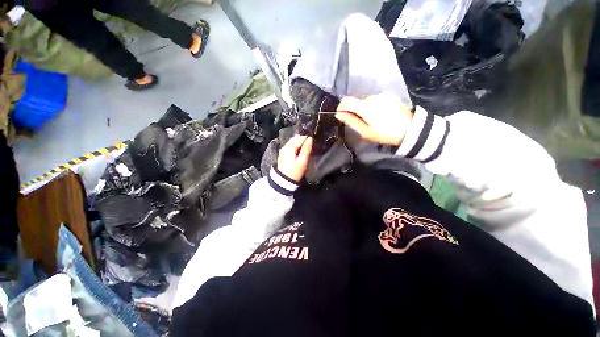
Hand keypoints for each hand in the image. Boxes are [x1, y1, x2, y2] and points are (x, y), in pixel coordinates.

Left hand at [277, 135, 313, 181]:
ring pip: (292, 143)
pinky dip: (295, 147)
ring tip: (306, 147)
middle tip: (310, 143)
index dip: (307, 138)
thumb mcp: (302, 161)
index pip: (300, 138)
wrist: (283, 181)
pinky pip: (290, 147)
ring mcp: (283, 151)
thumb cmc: (294, 172)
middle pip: (295, 139)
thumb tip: (310, 139)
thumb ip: (306, 149)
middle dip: (302, 140)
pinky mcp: (282, 155)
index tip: (313, 140)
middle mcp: (285, 147)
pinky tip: (299, 151)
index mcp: (289, 147)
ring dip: (299, 143)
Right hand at [334, 93, 412, 145]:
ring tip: (371, 120)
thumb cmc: (385, 133)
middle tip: (359, 123)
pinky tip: (380, 115)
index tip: (341, 115)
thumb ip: (351, 121)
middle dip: (354, 111)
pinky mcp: (389, 96)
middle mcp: (372, 97)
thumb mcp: (365, 131)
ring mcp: (382, 96)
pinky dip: (373, 106)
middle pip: (356, 101)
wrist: (409, 129)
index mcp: (365, 107)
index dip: (341, 107)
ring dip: (364, 109)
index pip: (346, 100)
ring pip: (365, 101)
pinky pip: (375, 100)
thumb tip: (339, 114)